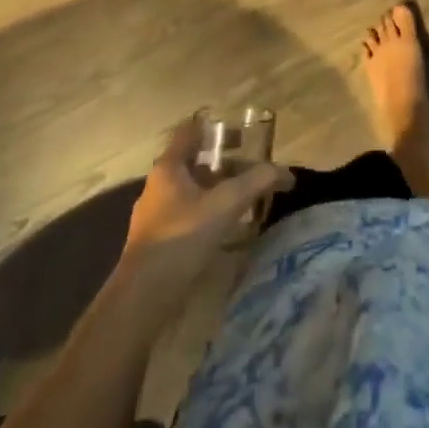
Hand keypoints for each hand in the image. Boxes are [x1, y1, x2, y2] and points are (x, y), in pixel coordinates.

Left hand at [118, 118, 294, 303]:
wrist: (142, 299)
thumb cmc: (182, 237)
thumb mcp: (226, 204)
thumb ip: (257, 181)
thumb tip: (286, 173)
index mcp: (169, 167)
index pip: (191, 131)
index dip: (217, 128)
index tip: (243, 134)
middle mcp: (159, 185)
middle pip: (196, 162)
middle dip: (226, 164)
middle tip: (254, 170)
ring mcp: (155, 215)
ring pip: (193, 190)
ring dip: (219, 190)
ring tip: (247, 200)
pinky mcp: (158, 241)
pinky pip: (189, 215)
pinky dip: (209, 213)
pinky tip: (228, 229)